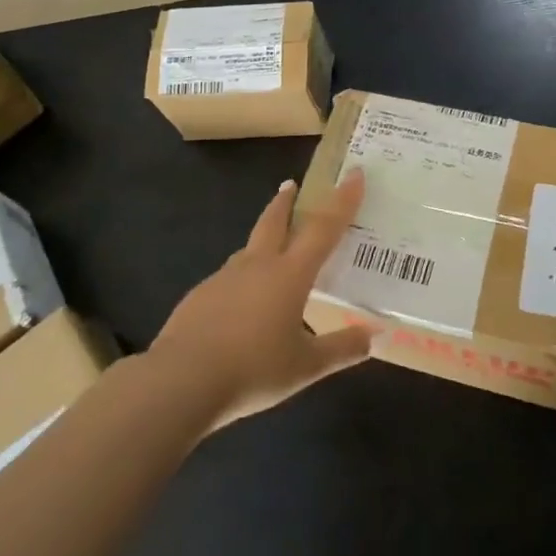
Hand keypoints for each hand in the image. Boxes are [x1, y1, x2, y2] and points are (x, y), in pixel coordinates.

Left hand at [150, 170, 371, 427]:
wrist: (181, 381)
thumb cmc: (253, 369)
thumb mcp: (306, 366)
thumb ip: (341, 349)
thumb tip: (374, 336)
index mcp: (290, 274)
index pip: (324, 228)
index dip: (342, 200)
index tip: (353, 174)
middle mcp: (258, 266)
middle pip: (274, 222)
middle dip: (286, 202)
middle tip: (290, 185)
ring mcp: (223, 278)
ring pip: (248, 250)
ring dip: (262, 239)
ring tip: (270, 249)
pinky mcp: (199, 297)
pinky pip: (228, 279)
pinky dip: (241, 280)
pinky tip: (241, 305)